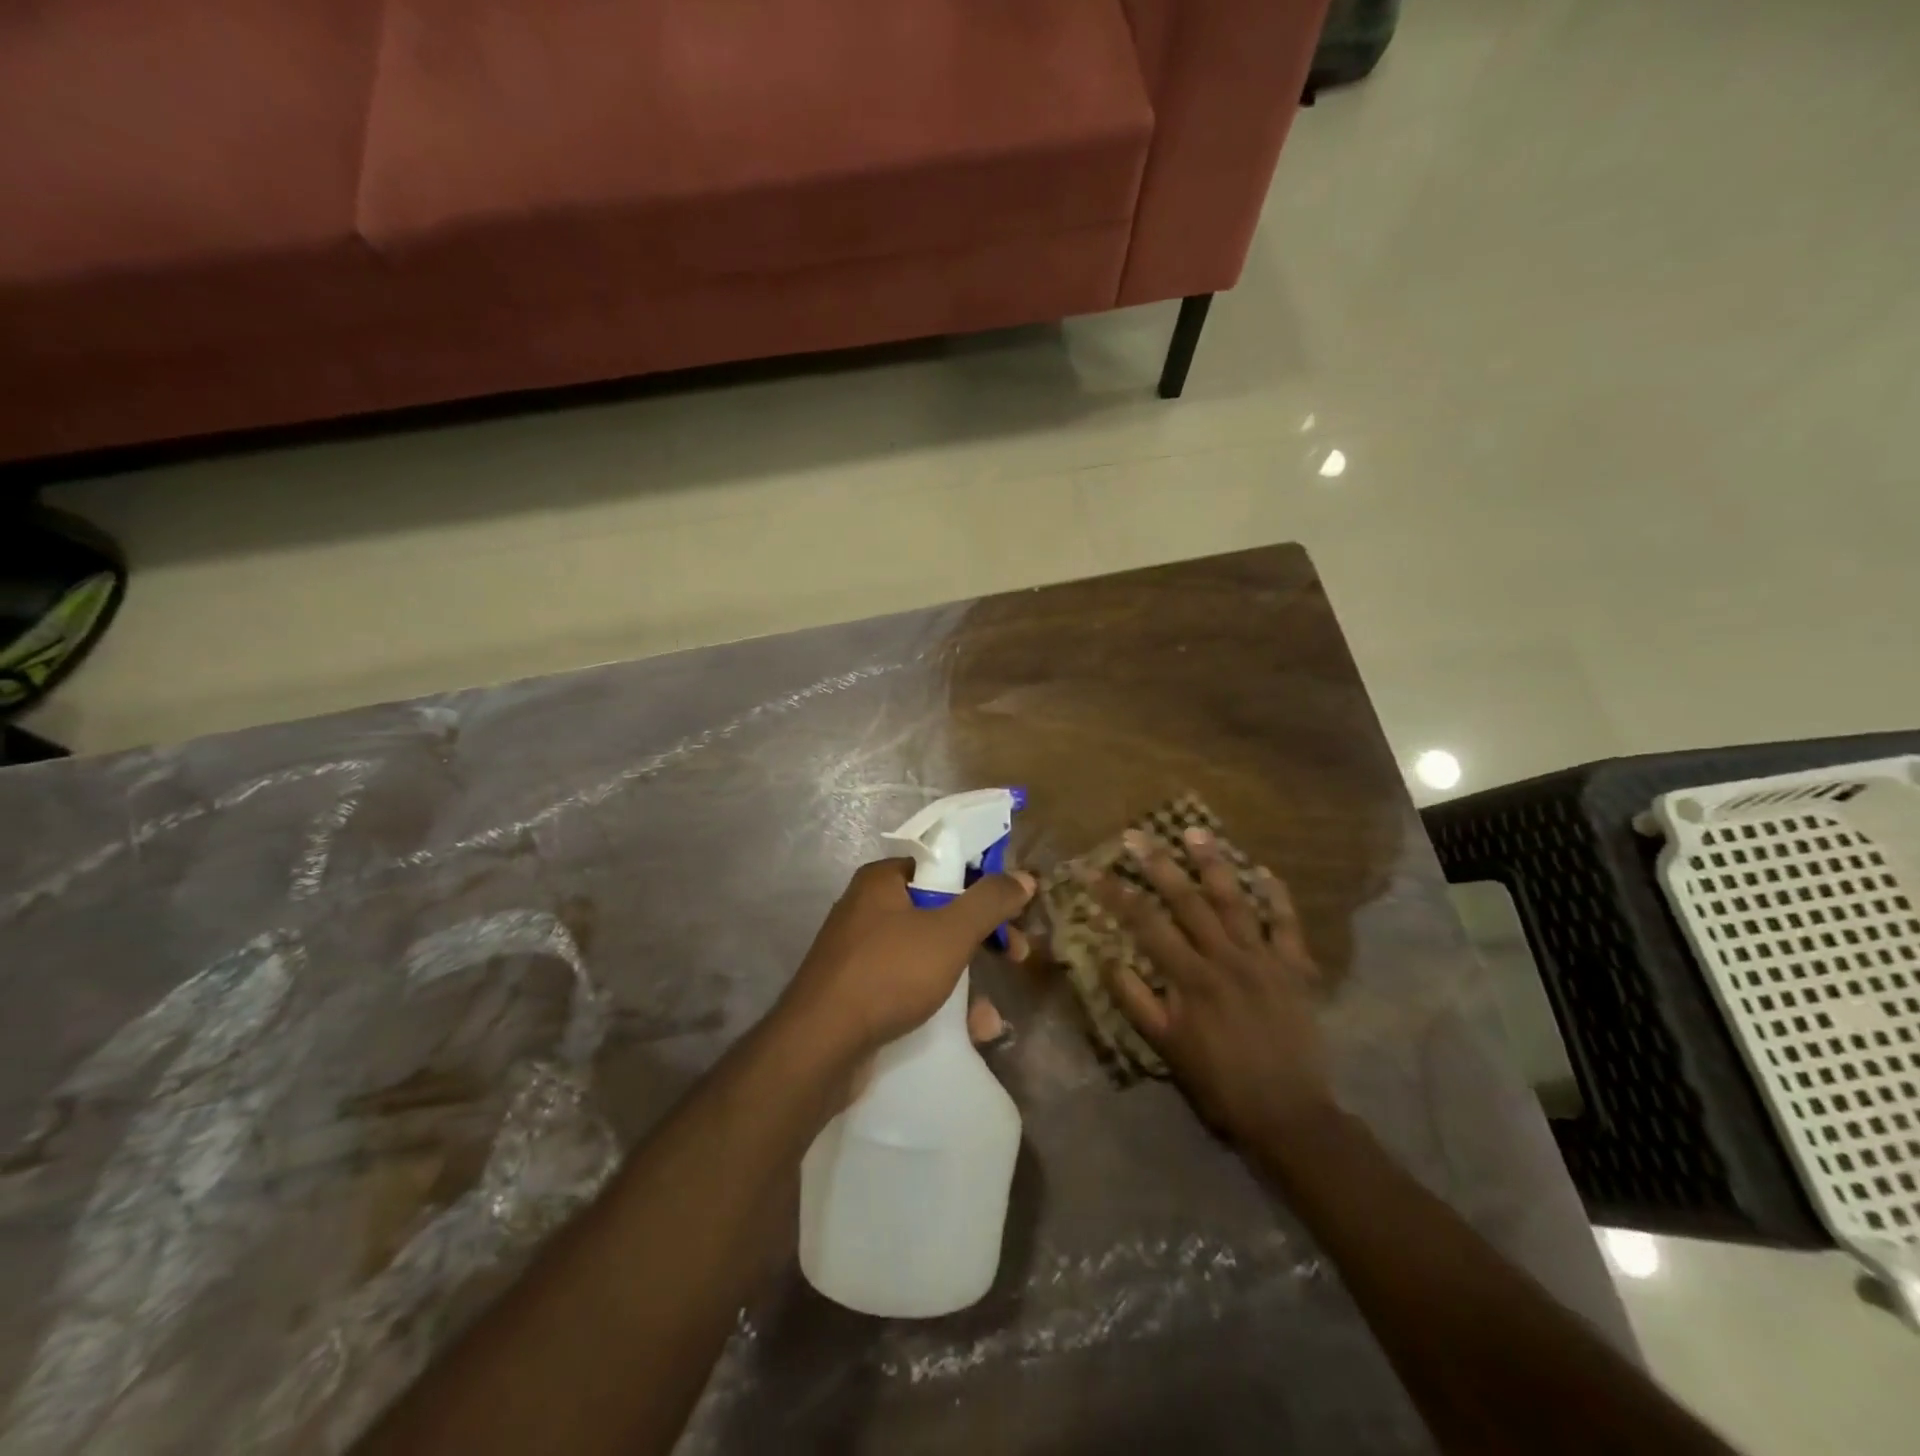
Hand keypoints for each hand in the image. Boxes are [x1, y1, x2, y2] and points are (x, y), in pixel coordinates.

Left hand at [778, 859, 1035, 1065]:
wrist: (818, 1048)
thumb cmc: (888, 974)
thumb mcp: (949, 933)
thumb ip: (989, 901)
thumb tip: (1024, 876)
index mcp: (882, 880)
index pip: (943, 865)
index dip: (983, 884)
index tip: (1014, 910)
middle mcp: (868, 909)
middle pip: (940, 910)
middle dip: (981, 936)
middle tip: (1015, 955)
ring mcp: (861, 953)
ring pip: (928, 953)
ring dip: (966, 979)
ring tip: (990, 1014)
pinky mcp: (859, 992)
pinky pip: (910, 986)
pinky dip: (940, 1002)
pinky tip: (968, 1031)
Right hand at [1094, 829, 1332, 1145]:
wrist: (1289, 1114)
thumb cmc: (1219, 1081)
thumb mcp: (1166, 1047)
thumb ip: (1135, 1000)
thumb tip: (1106, 957)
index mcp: (1191, 978)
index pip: (1147, 924)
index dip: (1118, 894)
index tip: (1096, 871)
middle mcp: (1226, 957)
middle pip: (1188, 901)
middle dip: (1159, 865)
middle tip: (1138, 835)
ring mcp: (1264, 959)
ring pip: (1235, 901)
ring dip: (1213, 864)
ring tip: (1195, 832)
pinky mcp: (1295, 968)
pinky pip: (1287, 924)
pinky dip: (1277, 896)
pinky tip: (1264, 871)